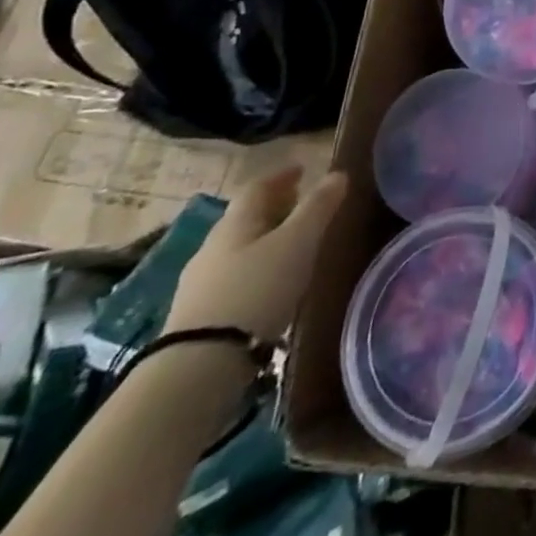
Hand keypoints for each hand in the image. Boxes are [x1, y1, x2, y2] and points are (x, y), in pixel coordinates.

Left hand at [166, 167, 347, 338]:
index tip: (302, 171)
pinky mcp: (198, 316)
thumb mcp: (298, 243)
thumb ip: (319, 207)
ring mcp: (201, 283)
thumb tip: (338, 173)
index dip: (281, 176)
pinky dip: (254, 271)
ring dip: (263, 241)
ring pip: (238, 249)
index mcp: (236, 222)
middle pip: (245, 217)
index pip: (257, 187)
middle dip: (273, 208)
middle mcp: (213, 246)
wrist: (201, 364)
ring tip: (290, 249)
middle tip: (301, 207)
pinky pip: (232, 278)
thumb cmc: (257, 289)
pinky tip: (269, 287)